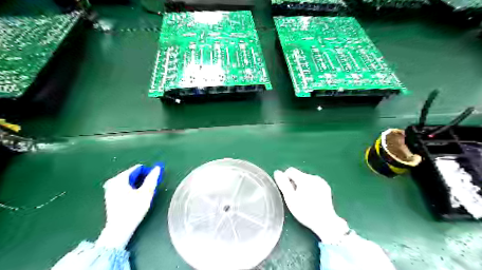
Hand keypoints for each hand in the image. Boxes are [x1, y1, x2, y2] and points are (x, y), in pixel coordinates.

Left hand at [96, 165, 162, 248]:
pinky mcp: (110, 197)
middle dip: (142, 178)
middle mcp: (113, 182)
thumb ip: (152, 178)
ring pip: (128, 182)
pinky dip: (132, 189)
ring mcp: (110, 190)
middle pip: (132, 175)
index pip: (137, 168)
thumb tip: (157, 168)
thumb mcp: (146, 192)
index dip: (148, 172)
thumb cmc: (134, 209)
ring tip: (145, 193)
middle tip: (151, 187)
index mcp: (120, 178)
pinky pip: (124, 188)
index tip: (155, 179)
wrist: (119, 228)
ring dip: (138, 184)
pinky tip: (136, 197)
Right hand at [275, 168, 350, 243]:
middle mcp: (313, 177)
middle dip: (294, 183)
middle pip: (298, 175)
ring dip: (302, 186)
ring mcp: (321, 182)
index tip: (287, 191)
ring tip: (303, 200)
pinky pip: (313, 183)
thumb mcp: (290, 198)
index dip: (285, 179)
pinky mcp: (326, 187)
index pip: (290, 171)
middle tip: (295, 198)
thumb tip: (277, 172)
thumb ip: (283, 184)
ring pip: (306, 179)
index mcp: (304, 178)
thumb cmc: (305, 211)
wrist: (325, 222)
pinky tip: (311, 199)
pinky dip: (310, 188)